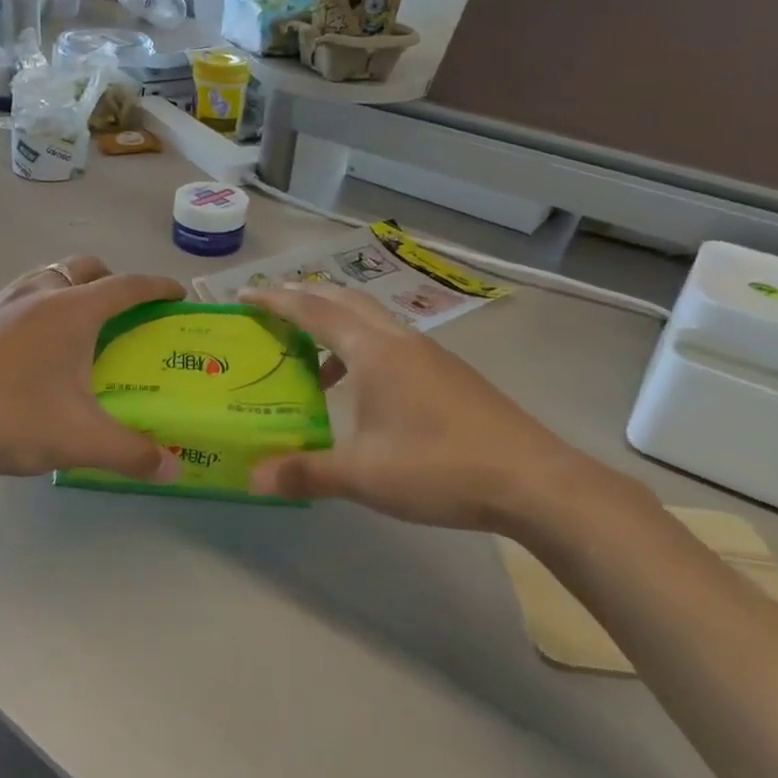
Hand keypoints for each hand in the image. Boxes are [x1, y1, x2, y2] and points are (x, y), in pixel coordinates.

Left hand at [0, 256, 184, 481]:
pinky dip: (42, 304)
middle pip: (87, 268)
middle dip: (114, 282)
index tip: (177, 295)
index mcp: (72, 311)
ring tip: (80, 328)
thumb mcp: (78, 440)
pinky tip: (34, 347)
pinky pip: (22, 294)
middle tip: (127, 314)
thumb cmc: (9, 418)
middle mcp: (40, 292)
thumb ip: (132, 453)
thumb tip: (174, 470)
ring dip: (74, 288)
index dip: (157, 288)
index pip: (128, 286)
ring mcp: (2, 299)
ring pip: (50, 275)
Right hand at [242, 285, 635, 538]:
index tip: (243, 296)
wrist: (533, 481)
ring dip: (335, 328)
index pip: (313, 311)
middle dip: (304, 300)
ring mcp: (430, 355)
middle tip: (271, 313)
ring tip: (310, 362)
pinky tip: (361, 394)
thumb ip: (305, 472)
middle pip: (344, 301)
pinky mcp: (449, 375)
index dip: (275, 301)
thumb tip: (253, 479)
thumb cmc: (439, 467)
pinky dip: (361, 351)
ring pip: (371, 322)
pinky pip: (391, 345)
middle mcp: (400, 341)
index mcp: (374, 351)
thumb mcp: (363, 475)